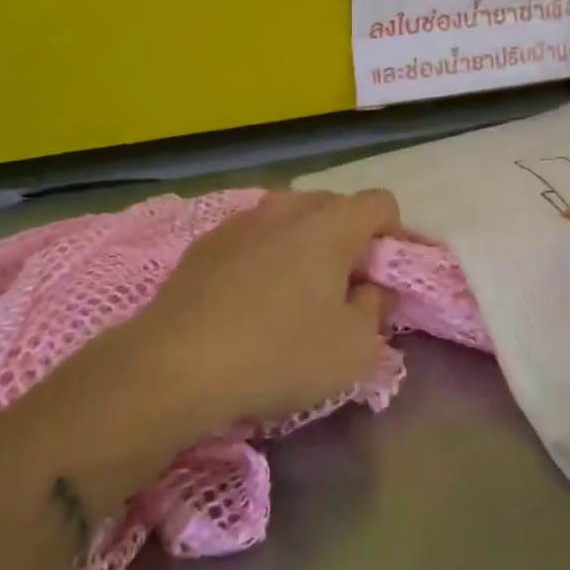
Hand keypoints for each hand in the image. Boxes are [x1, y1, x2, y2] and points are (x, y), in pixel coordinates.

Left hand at [119, 189, 403, 428]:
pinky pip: (255, 236)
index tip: (388, 276)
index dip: (396, 235)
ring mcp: (243, 220)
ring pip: (291, 218)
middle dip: (351, 239)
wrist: (173, 366)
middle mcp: (288, 207)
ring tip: (299, 291)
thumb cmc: (278, 355)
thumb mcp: (353, 349)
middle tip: (347, 287)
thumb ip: (376, 309)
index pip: (381, 203)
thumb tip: (372, 288)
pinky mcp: (207, 241)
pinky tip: (252, 298)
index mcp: (331, 223)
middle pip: (336, 206)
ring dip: (307, 244)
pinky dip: (267, 255)